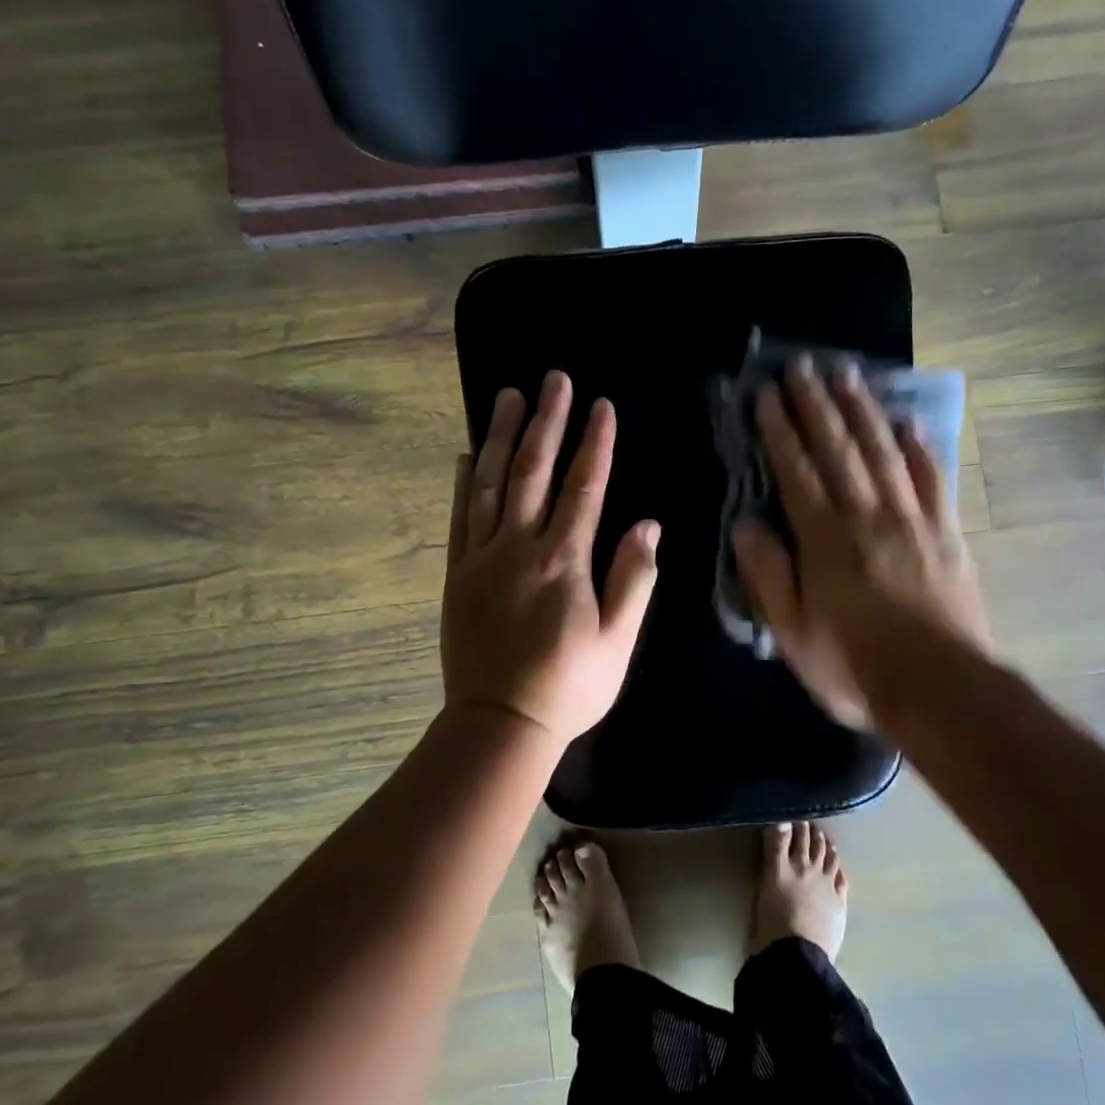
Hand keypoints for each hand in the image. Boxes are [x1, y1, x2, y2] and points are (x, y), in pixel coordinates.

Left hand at [442, 371, 660, 747]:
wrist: (499, 724)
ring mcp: (480, 558)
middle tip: (554, 379)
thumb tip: (647, 525)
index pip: (583, 488)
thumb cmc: (569, 686)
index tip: (601, 406)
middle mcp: (518, 547)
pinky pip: (460, 517)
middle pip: (534, 471)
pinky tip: (469, 454)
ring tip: (509, 396)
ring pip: (492, 484)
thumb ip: (633, 580)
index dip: (594, 444)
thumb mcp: (618, 641)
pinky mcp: (456, 574)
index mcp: (562, 561)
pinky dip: (465, 482)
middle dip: (547, 422)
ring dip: (503, 437)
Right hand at [731, 358, 989, 729]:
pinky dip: (920, 447)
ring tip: (848, 374)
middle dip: (817, 404)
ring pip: (883, 451)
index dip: (780, 430)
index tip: (767, 394)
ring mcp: (912, 520)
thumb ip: (768, 575)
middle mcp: (867, 515)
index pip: (796, 471)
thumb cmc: (855, 667)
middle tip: (803, 365)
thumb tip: (745, 524)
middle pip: (839, 448)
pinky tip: (909, 422)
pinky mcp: (946, 533)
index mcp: (825, 539)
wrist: (941, 689)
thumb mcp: (792, 633)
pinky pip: (932, 478)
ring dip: (863, 410)